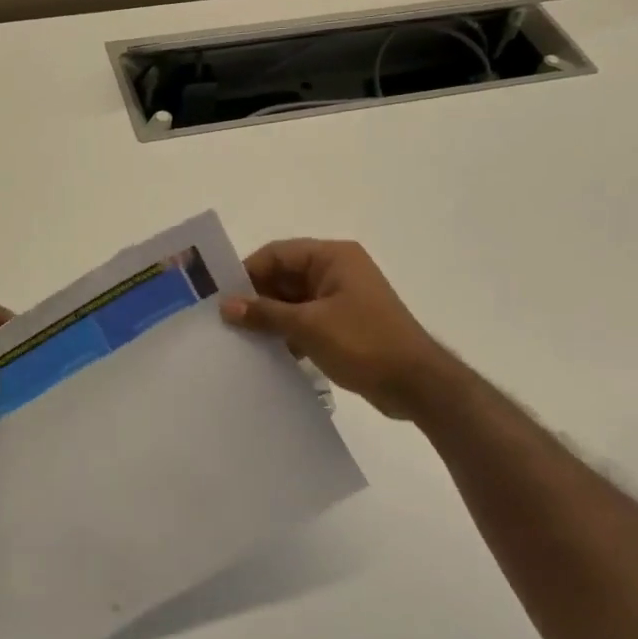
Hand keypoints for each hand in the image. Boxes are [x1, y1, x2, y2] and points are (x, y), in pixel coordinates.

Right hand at [221, 239, 450, 419]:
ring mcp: (341, 298)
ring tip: (239, 340)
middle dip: (257, 297)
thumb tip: (227, 306)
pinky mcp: (344, 324)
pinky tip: (267, 354)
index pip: (278, 254)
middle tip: (224, 322)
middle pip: (284, 276)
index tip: (221, 297)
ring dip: (270, 318)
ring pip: (293, 301)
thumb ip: (265, 314)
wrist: (417, 384)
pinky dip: (287, 333)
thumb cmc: (364, 343)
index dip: (248, 272)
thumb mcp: (309, 326)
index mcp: (333, 257)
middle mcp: (337, 270)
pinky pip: (306, 320)